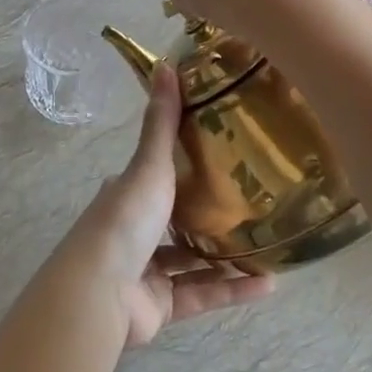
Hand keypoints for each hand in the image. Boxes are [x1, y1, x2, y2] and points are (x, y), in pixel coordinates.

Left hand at [67, 62, 274, 348]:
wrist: (100, 291)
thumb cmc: (125, 219)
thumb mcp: (148, 165)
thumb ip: (161, 123)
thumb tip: (165, 64)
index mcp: (126, 196)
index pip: (155, 178)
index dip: (182, 170)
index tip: (222, 160)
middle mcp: (134, 233)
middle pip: (176, 222)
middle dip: (210, 217)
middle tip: (255, 205)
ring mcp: (145, 272)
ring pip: (193, 263)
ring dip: (228, 258)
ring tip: (270, 245)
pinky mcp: (160, 307)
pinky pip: (202, 295)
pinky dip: (233, 290)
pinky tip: (269, 284)